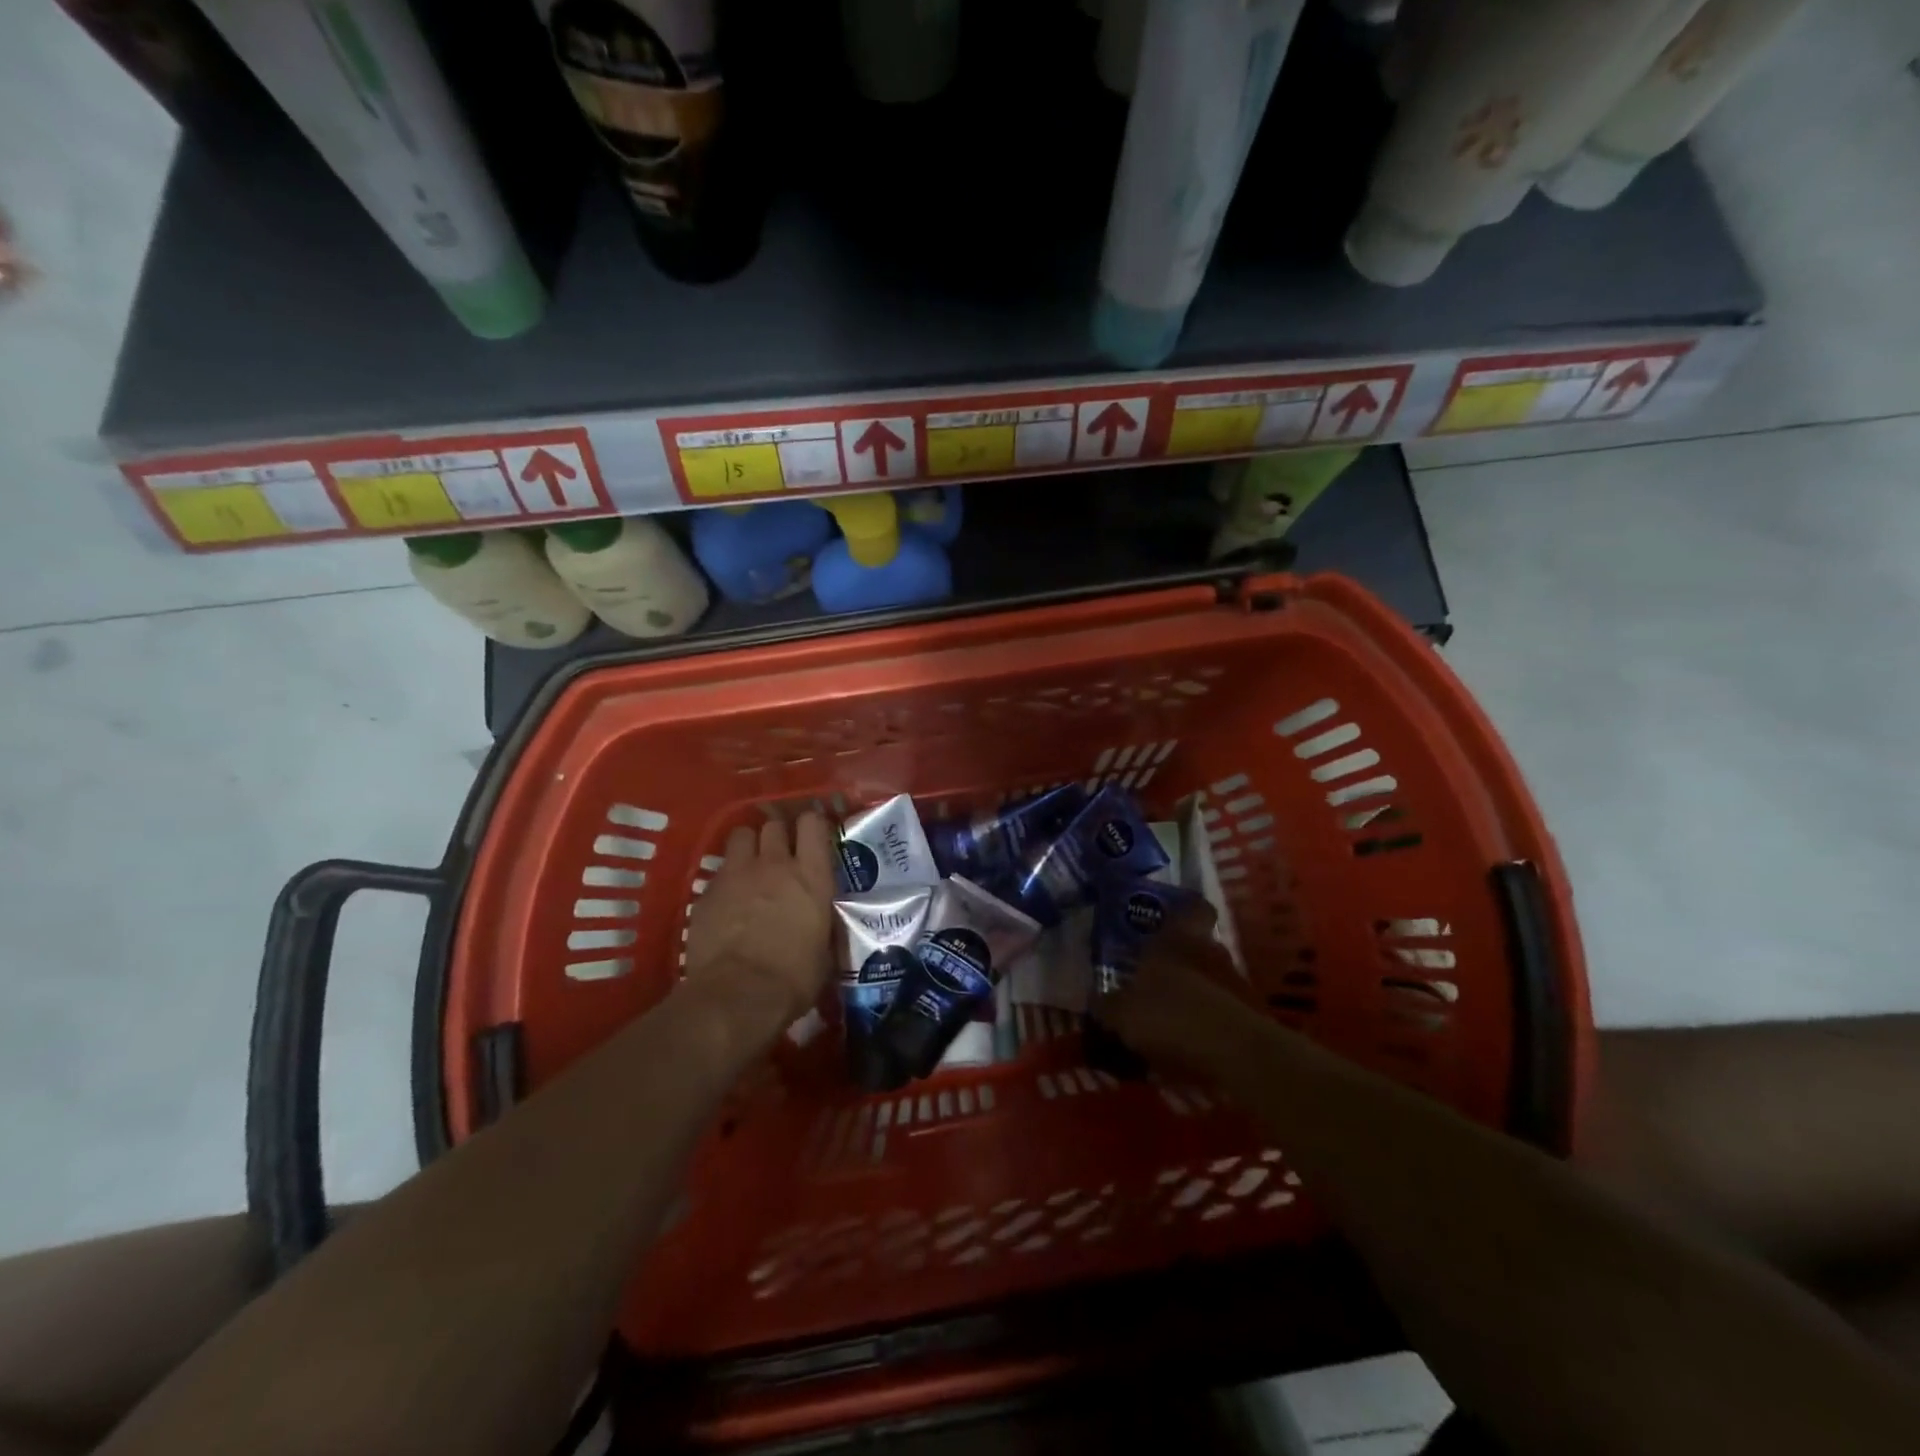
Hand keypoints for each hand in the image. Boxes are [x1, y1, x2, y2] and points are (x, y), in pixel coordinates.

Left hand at [683, 810, 836, 1028]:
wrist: (738, 996)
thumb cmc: (793, 979)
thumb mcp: (824, 948)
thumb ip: (820, 922)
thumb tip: (819, 922)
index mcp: (812, 876)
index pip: (812, 824)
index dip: (811, 826)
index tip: (811, 837)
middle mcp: (775, 864)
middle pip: (774, 825)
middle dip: (777, 834)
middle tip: (780, 853)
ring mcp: (737, 874)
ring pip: (741, 835)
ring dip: (748, 846)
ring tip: (750, 865)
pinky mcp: (708, 891)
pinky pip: (719, 869)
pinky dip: (725, 877)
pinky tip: (726, 899)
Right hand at [1095, 906, 1263, 1074]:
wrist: (1231, 1054)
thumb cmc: (1169, 1013)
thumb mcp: (1122, 1012)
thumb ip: (1108, 1004)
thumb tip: (1097, 1000)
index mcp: (1179, 938)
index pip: (1193, 907)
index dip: (1185, 910)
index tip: (1170, 918)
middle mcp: (1211, 951)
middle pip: (1199, 945)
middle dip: (1181, 960)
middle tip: (1156, 978)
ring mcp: (1236, 983)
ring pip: (1211, 978)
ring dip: (1195, 993)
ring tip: (1171, 1018)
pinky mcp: (1250, 1016)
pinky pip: (1223, 1011)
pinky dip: (1209, 1022)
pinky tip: (1190, 1043)